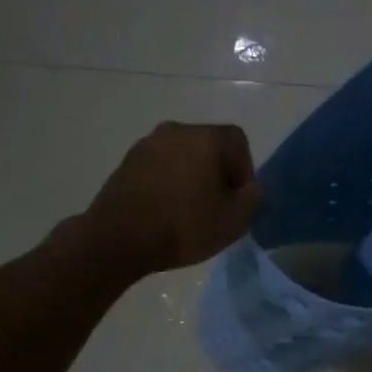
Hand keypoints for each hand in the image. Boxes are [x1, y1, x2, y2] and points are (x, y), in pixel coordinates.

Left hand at [86, 122, 263, 275]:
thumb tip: (251, 188)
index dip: (245, 170)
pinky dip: (168, 182)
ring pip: (183, 155)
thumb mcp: (234, 220)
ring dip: (191, 176)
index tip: (237, 199)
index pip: (239, 142)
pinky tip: (165, 210)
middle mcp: (176, 131)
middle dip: (218, 172)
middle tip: (217, 205)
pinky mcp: (126, 162)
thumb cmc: (183, 226)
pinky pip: (160, 166)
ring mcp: (146, 144)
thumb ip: (254, 198)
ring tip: (189, 210)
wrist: (117, 240)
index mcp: (206, 138)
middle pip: (210, 146)